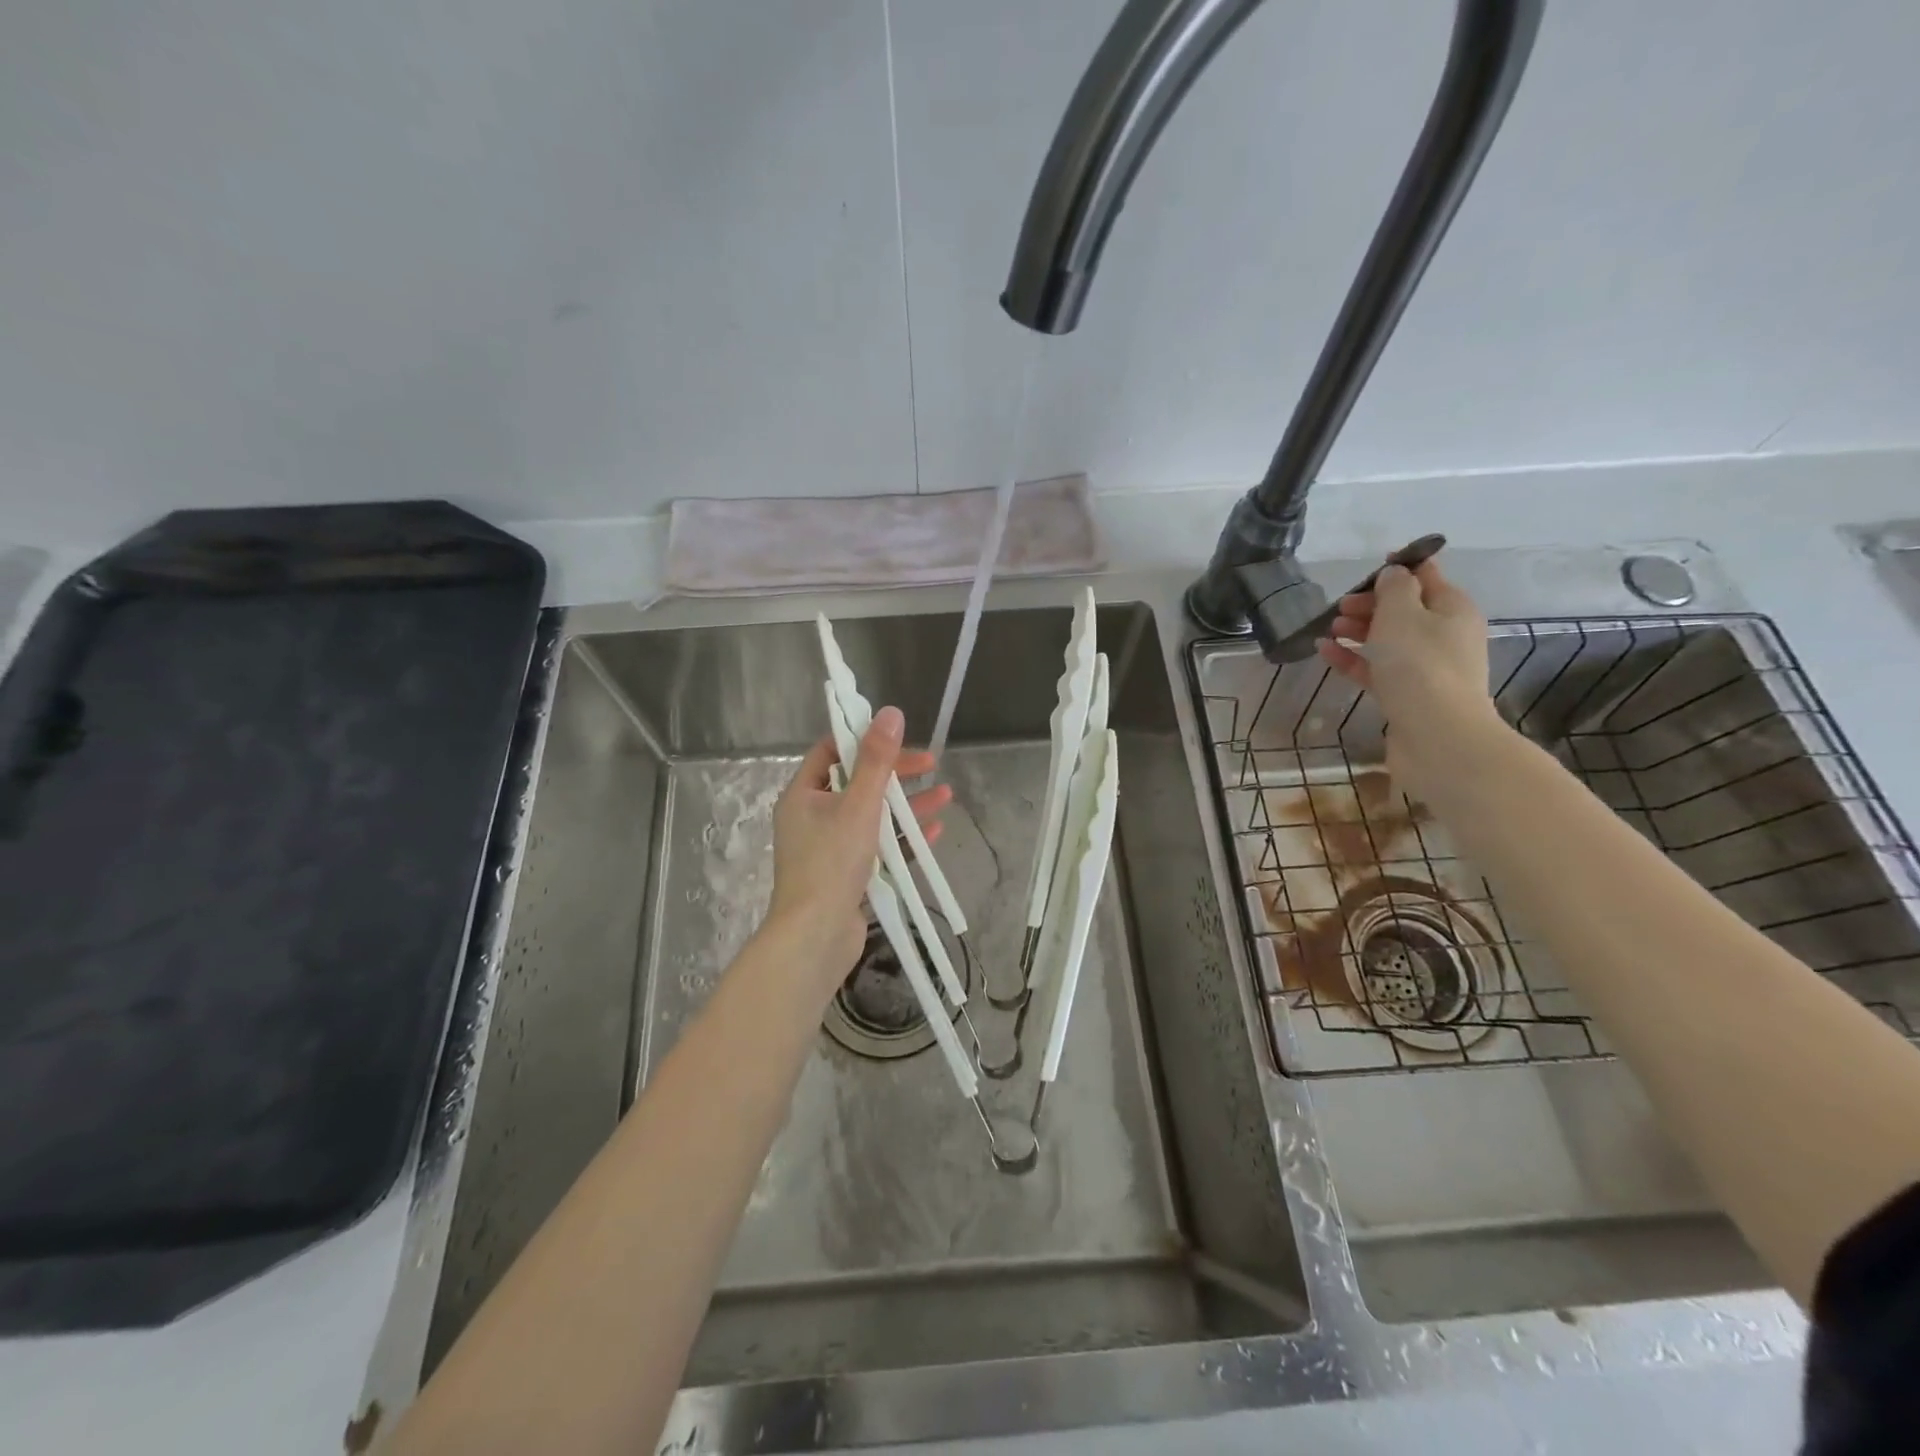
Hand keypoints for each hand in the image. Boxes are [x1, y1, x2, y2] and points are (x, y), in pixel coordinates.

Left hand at [762, 706, 952, 999]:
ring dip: (906, 806)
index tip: (898, 737)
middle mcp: (812, 818)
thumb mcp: (859, 804)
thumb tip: (890, 713)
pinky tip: (934, 833)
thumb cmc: (832, 863)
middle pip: (857, 783)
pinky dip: (902, 839)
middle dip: (895, 774)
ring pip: (872, 816)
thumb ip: (876, 760)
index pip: (831, 752)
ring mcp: (829, 849)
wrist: (816, 937)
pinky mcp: (846, 875)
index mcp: (803, 795)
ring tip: (946, 796)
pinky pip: (877, 847)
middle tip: (931, 765)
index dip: (863, 740)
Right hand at [1314, 557, 1502, 801]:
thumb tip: (1393, 575)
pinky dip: (1352, 658)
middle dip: (1371, 603)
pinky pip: (1376, 668)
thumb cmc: (1419, 664)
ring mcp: (1426, 667)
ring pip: (1388, 639)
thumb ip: (1394, 588)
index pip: (1427, 576)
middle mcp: (1445, 634)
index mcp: (1452, 608)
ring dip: (1359, 630)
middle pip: (1405, 609)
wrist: (1436, 733)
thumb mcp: (1402, 613)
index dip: (1400, 567)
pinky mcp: (1406, 694)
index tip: (1370, 565)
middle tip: (1340, 605)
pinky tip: (1324, 651)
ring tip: (1329, 628)